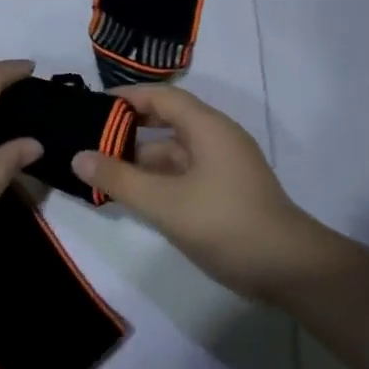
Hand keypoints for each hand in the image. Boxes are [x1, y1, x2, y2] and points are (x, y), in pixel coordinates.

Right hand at [72, 85, 339, 302]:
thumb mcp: (164, 203)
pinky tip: (135, 196)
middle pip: (166, 121)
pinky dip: (158, 179)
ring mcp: (224, 166)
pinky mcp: (226, 191)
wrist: (290, 270)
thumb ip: (119, 179)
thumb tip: (78, 157)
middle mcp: (217, 138)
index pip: (161, 97)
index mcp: (207, 127)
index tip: (92, 107)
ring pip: (174, 151)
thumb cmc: (226, 224)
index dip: (127, 97)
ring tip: (103, 171)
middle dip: (129, 129)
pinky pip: (184, 173)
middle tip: (91, 139)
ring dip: (141, 159)